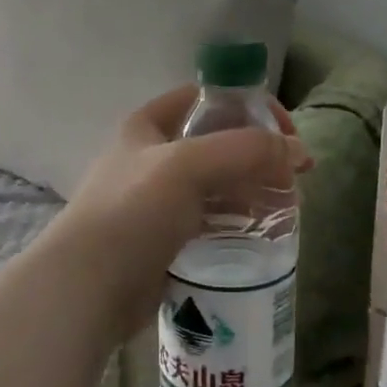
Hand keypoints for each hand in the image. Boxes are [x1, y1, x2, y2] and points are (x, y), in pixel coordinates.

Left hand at [47, 85, 311, 341]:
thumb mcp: (188, 166)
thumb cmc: (132, 212)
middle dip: (257, 155)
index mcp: (149, 125)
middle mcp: (152, 156)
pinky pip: (211, 220)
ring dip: (252, 189)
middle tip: (295, 178)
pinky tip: (263, 233)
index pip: (207, 98)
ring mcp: (158, 199)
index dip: (250, 106)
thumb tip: (298, 150)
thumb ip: (245, 149)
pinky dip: (238, 221)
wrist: (87, 288)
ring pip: (217, 184)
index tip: (285, 133)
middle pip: (216, 142)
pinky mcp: (165, 238)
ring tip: (287, 208)